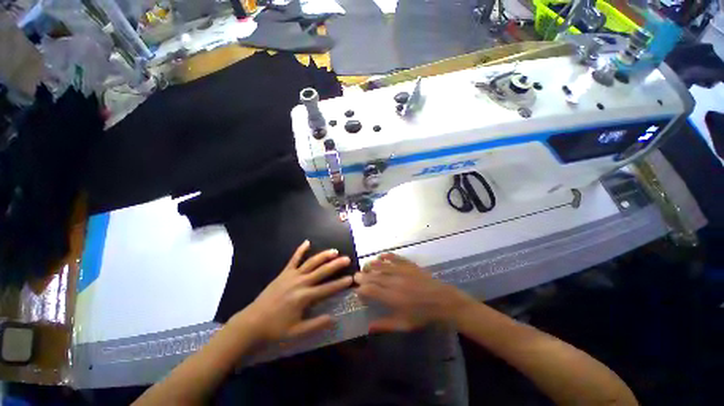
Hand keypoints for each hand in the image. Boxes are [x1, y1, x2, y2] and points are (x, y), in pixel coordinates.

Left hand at [233, 240, 353, 341]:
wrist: (252, 323)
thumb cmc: (275, 329)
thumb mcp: (297, 332)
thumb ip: (316, 324)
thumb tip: (334, 318)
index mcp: (304, 297)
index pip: (327, 289)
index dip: (340, 284)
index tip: (351, 278)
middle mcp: (300, 283)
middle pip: (321, 271)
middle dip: (335, 265)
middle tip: (347, 258)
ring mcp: (291, 276)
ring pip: (311, 263)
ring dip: (323, 256)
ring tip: (334, 251)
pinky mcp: (284, 273)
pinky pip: (294, 259)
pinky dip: (300, 250)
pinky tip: (307, 242)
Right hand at [354, 253, 473, 331]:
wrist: (442, 301)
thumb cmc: (422, 315)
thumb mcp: (404, 324)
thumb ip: (385, 325)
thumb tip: (368, 327)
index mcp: (391, 297)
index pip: (370, 290)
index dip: (361, 289)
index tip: (358, 291)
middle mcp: (393, 281)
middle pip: (373, 275)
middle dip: (362, 275)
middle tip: (357, 276)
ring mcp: (401, 271)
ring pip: (381, 265)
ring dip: (371, 264)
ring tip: (366, 266)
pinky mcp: (408, 265)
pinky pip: (394, 257)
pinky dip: (386, 256)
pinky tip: (381, 256)